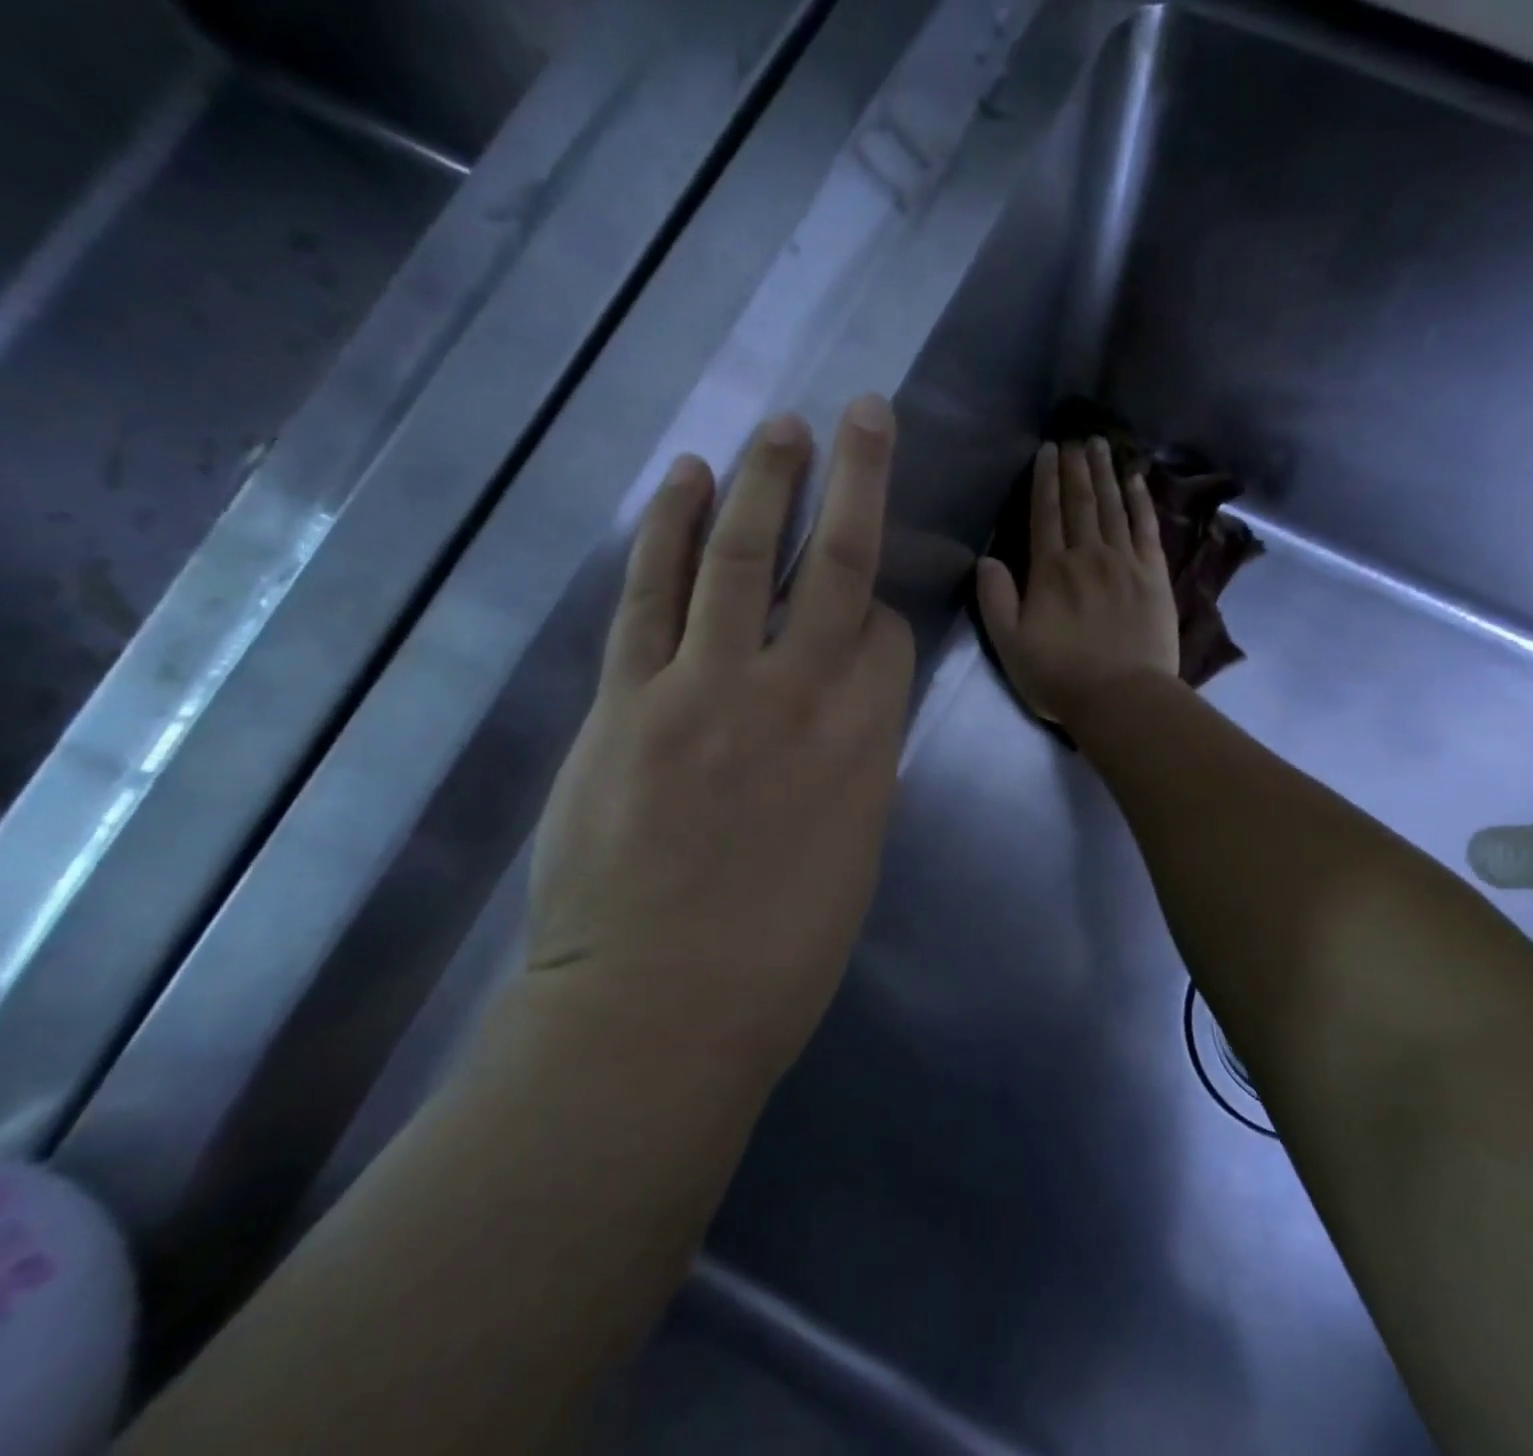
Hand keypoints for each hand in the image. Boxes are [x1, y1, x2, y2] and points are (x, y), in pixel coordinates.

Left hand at [526, 396, 913, 1080]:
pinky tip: (681, 480)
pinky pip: (651, 594)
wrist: (658, 1013)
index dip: (886, 617)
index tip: (871, 621)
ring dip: (764, 482)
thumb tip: (845, 718)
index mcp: (867, 743)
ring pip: (742, 556)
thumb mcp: (854, 856)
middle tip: (862, 412)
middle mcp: (798, 694)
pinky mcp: (627, 699)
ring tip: (780, 428)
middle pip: (837, 564)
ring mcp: (706, 687)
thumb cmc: (780, 957)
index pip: (889, 637)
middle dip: (856, 480)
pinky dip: (665, 531)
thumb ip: (856, 767)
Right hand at [976, 438, 1178, 725]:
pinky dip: (1141, 501)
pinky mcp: (1154, 575)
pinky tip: (1137, 480)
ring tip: (1101, 445)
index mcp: (1050, 570)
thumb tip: (986, 559)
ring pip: (1113, 507)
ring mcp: (1125, 562)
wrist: (1121, 698)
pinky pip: (1147, 528)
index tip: (1047, 450)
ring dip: (1105, 473)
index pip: (1045, 514)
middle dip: (1076, 467)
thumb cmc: (1059, 676)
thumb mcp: (1009, 644)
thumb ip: (995, 599)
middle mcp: (1088, 555)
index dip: (1045, 480)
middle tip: (1075, 437)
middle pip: (1081, 502)